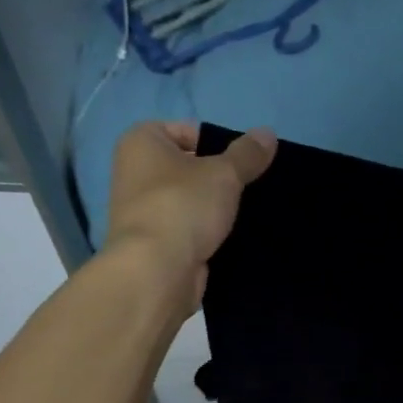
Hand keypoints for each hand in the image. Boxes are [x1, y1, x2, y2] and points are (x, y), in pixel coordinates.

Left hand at [106, 121, 276, 308]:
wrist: (156, 272)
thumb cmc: (183, 206)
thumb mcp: (224, 173)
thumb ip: (248, 153)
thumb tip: (268, 133)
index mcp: (140, 142)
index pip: (186, 130)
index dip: (217, 143)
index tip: (240, 163)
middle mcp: (134, 172)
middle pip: (189, 167)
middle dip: (219, 177)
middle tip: (250, 187)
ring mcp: (142, 211)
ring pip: (191, 200)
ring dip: (215, 207)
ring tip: (248, 213)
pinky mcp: (155, 243)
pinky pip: (188, 229)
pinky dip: (207, 233)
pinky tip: (234, 238)